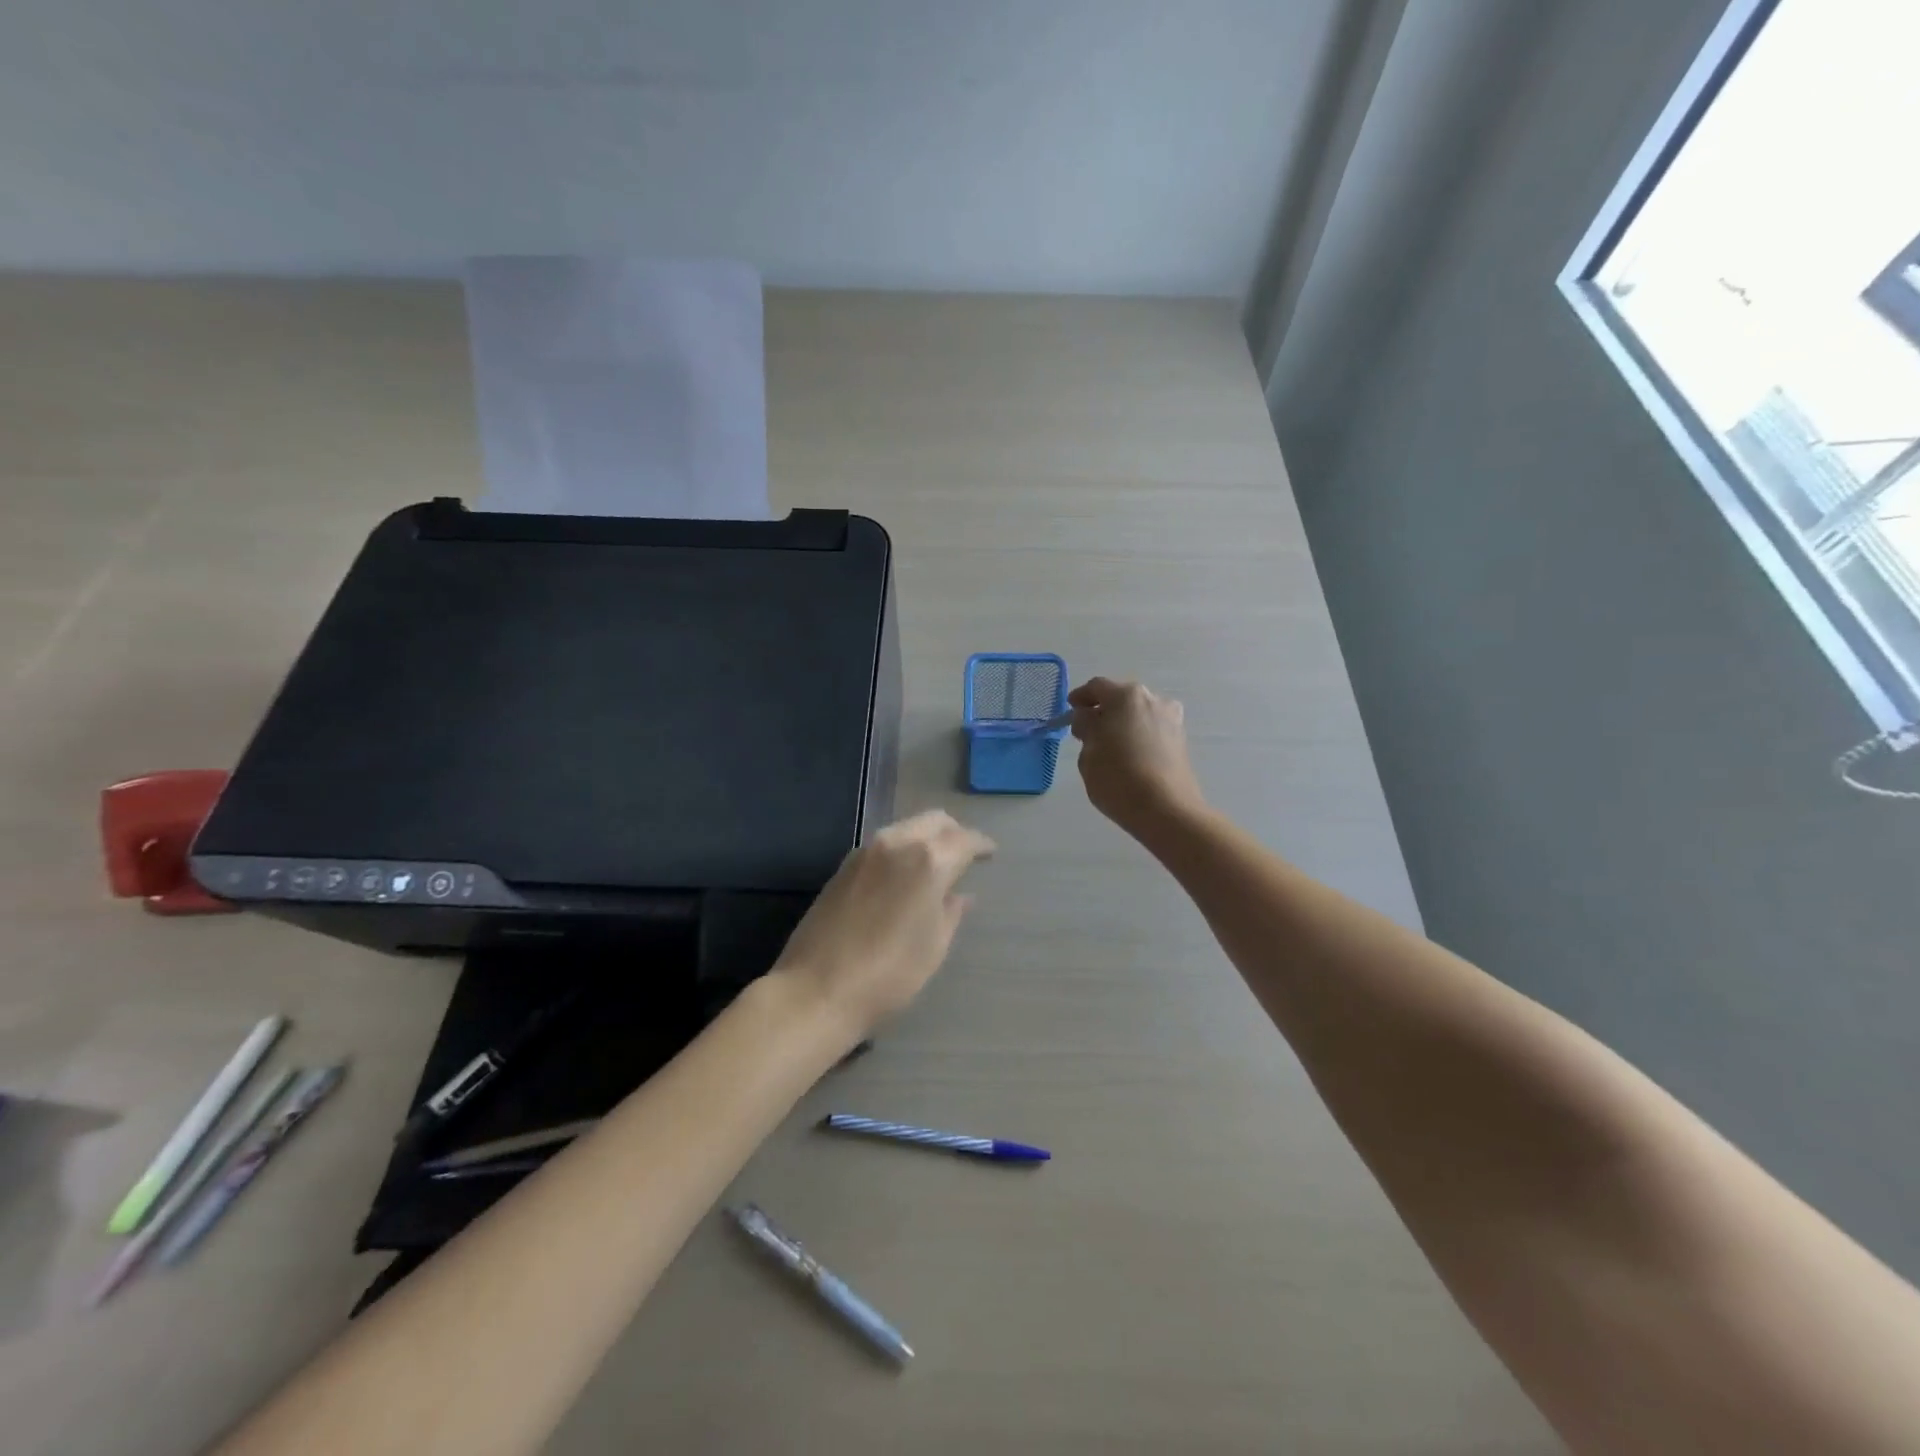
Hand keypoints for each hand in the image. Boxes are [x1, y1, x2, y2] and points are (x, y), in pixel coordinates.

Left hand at [772, 810, 995, 1039]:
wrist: (815, 990)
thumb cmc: (888, 975)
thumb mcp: (932, 947)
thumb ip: (950, 913)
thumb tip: (960, 895)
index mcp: (929, 861)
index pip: (965, 840)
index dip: (981, 845)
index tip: (991, 853)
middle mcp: (898, 843)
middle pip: (934, 821)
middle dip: (954, 832)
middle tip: (965, 854)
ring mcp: (866, 852)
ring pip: (906, 827)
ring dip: (925, 838)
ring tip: (936, 865)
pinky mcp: (844, 866)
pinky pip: (884, 844)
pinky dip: (902, 849)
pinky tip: (904, 875)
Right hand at [1067, 677, 1206, 841]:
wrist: (1166, 810)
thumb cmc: (1118, 778)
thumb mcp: (1089, 753)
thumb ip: (1086, 728)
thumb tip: (1089, 719)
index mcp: (1126, 696)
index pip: (1097, 687)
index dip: (1080, 697)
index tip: (1071, 709)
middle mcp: (1153, 699)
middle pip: (1121, 698)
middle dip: (1103, 710)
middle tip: (1088, 730)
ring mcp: (1171, 719)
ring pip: (1139, 714)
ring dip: (1123, 723)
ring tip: (1109, 745)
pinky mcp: (1181, 740)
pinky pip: (1152, 729)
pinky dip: (1138, 735)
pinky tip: (1129, 755)